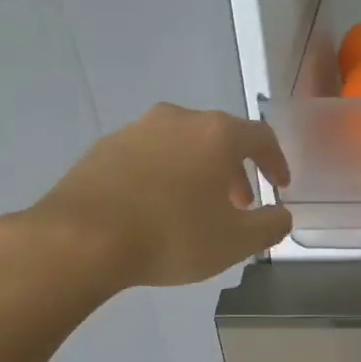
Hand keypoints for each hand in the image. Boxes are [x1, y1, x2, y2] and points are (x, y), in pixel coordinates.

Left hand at [6, 104, 292, 288]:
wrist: (80, 239)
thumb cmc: (171, 236)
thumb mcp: (236, 242)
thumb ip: (270, 226)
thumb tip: (281, 215)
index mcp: (216, 133)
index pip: (261, 137)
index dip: (276, 162)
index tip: (280, 187)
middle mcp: (177, 119)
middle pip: (220, 137)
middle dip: (236, 170)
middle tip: (240, 204)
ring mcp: (136, 130)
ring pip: (182, 145)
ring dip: (198, 171)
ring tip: (197, 208)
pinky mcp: (103, 148)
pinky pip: (148, 156)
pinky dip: (164, 175)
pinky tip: (156, 208)